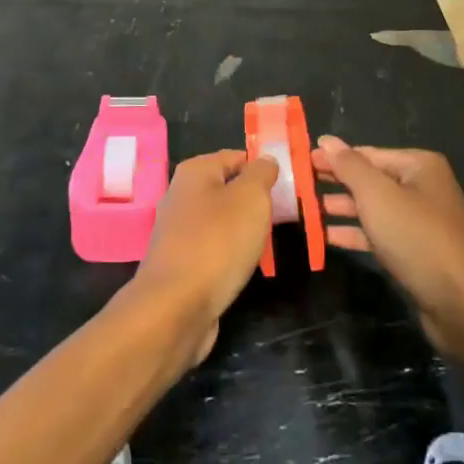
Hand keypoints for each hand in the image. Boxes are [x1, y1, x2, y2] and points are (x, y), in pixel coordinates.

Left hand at [130, 150, 277, 366]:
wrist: (176, 307)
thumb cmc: (218, 242)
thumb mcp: (251, 198)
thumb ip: (262, 173)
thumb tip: (265, 160)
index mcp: (195, 171)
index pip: (236, 156)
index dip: (262, 167)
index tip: (288, 185)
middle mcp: (181, 195)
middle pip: (227, 188)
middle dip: (254, 201)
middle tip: (282, 215)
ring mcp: (177, 231)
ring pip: (221, 220)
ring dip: (243, 229)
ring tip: (267, 241)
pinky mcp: (179, 262)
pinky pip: (213, 247)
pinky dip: (230, 253)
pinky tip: (244, 265)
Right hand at [312, 137, 463, 350]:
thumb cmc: (418, 238)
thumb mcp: (378, 196)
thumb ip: (350, 167)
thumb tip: (326, 140)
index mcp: (419, 166)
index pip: (368, 154)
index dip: (334, 157)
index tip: (302, 161)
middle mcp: (423, 188)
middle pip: (371, 180)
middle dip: (337, 182)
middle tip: (300, 185)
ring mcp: (422, 222)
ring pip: (374, 209)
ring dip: (342, 209)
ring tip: (308, 210)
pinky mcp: (417, 253)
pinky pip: (381, 235)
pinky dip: (356, 233)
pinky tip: (328, 237)